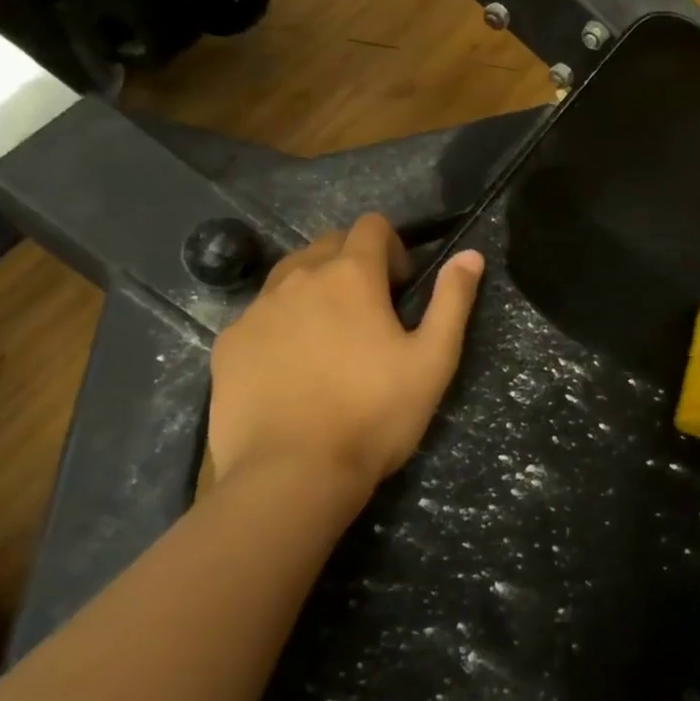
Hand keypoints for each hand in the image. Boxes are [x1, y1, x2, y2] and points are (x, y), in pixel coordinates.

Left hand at [207, 214, 483, 528]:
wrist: (291, 475)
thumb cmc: (374, 414)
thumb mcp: (433, 360)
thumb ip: (453, 300)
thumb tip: (471, 254)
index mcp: (351, 276)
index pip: (371, 226)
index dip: (394, 248)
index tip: (402, 290)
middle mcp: (298, 278)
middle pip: (328, 244)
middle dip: (353, 263)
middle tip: (370, 314)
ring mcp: (257, 310)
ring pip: (290, 275)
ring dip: (315, 288)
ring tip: (330, 338)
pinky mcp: (228, 343)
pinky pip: (260, 313)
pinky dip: (282, 323)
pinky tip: (292, 368)